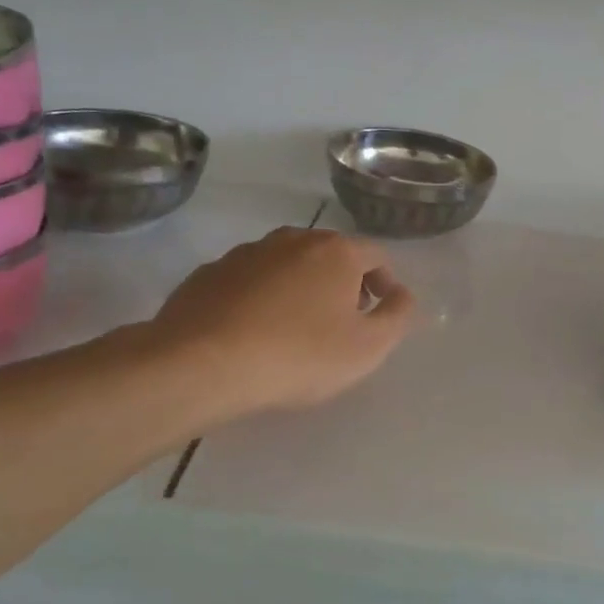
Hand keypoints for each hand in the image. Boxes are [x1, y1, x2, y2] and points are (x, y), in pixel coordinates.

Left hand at [145, 227, 415, 427]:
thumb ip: (396, 316)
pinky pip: (249, 281)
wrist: (201, 364)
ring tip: (296, 328)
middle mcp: (293, 240)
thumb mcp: (367, 347)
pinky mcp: (210, 272)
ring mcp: (247, 253)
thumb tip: (402, 294)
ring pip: (287, 265)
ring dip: (300, 288)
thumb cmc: (298, 355)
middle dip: (343, 283)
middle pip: (330, 255)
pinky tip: (253, 331)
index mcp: (336, 251)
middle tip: (343, 322)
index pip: (375, 255)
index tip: (381, 314)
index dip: (385, 283)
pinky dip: (261, 298)